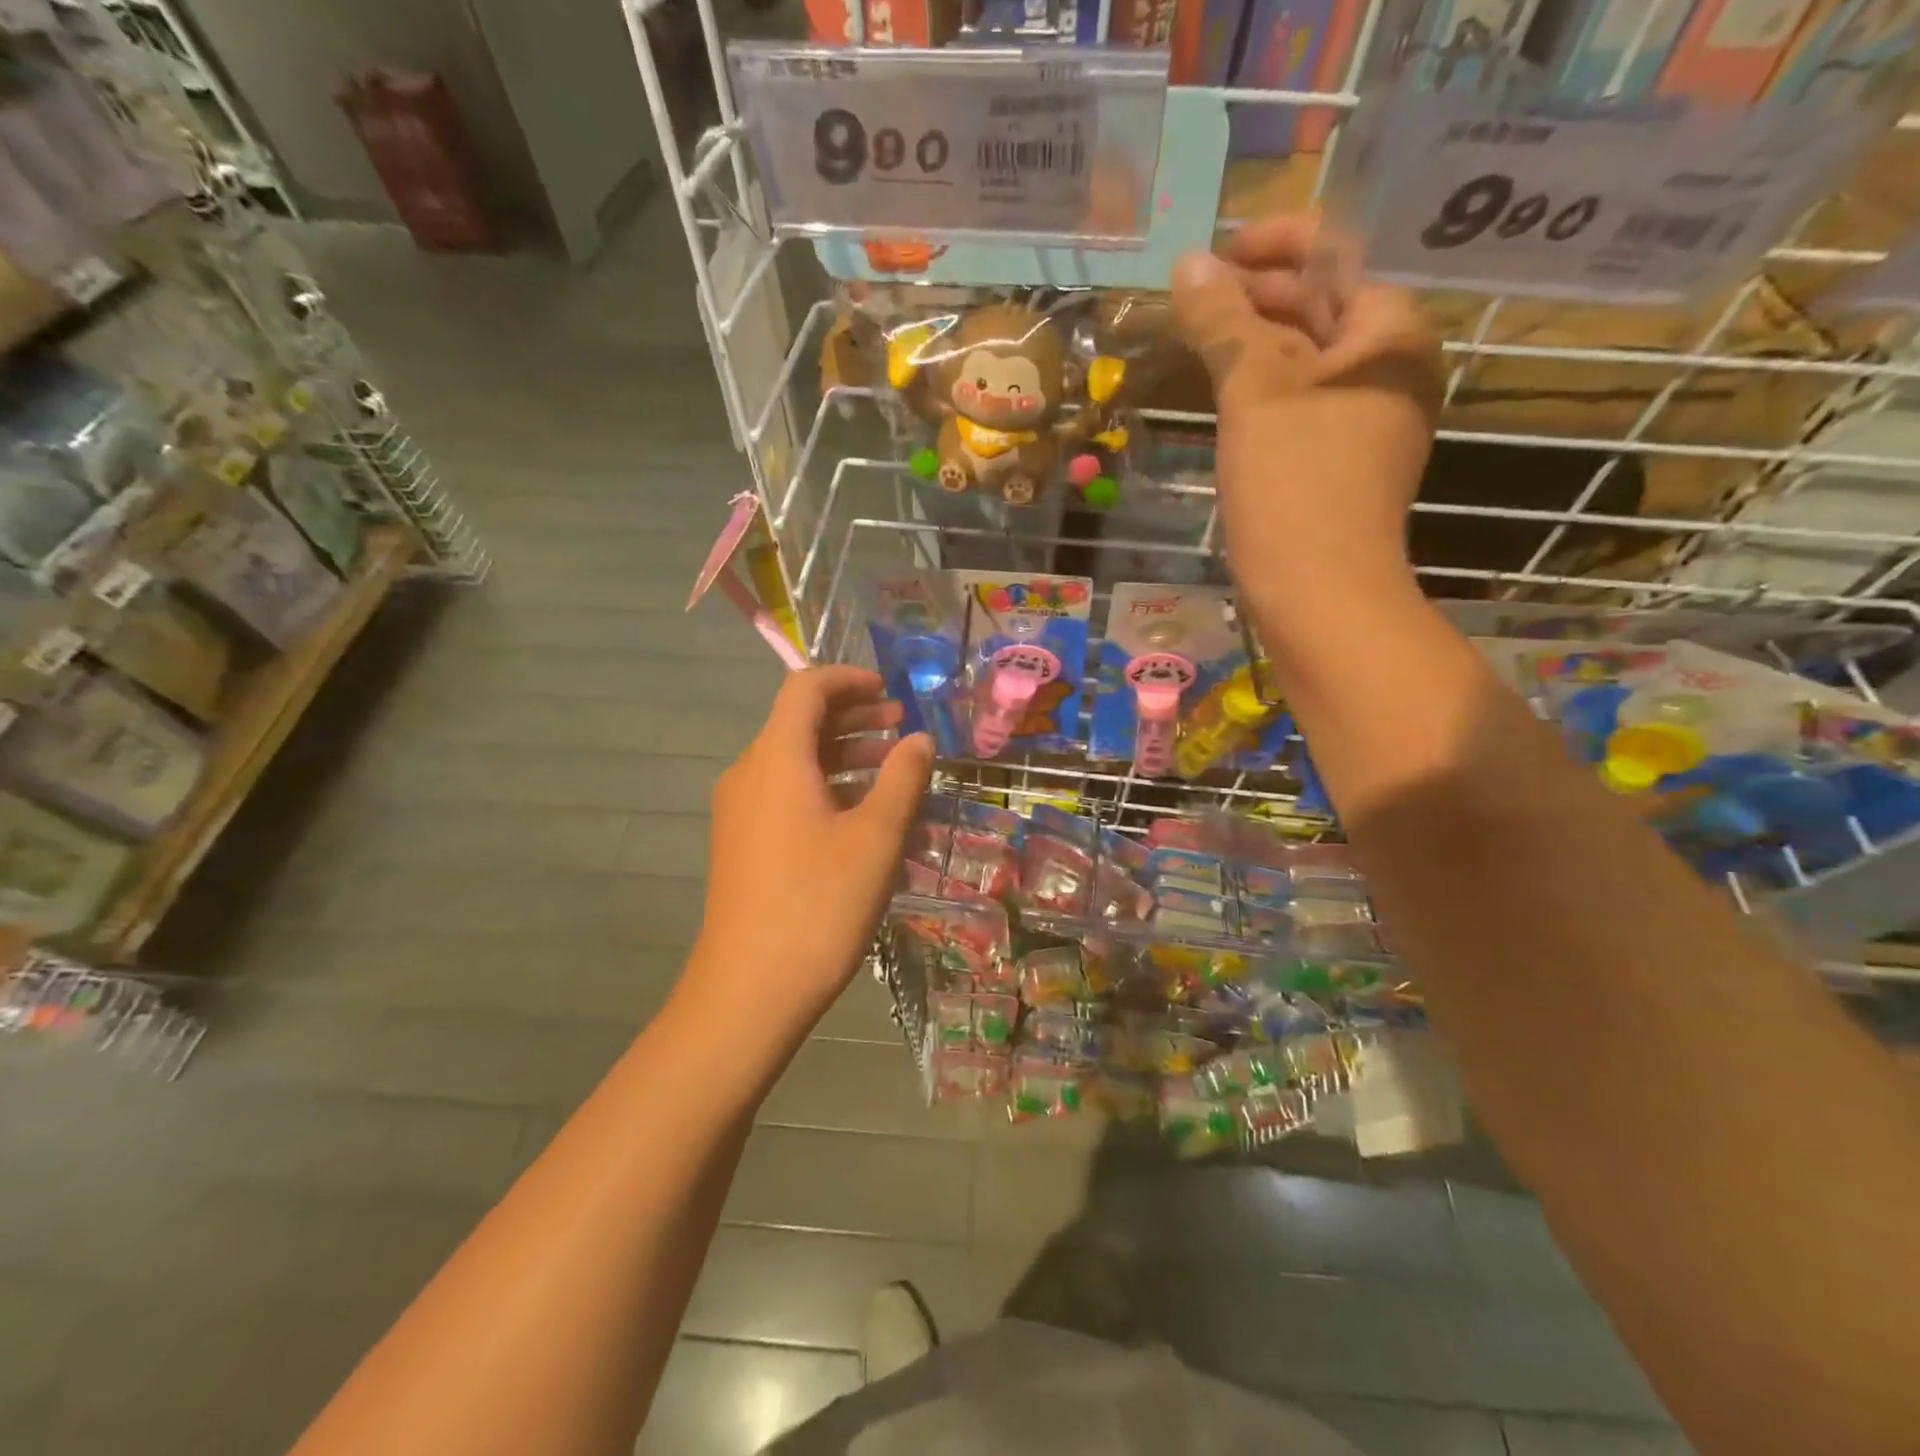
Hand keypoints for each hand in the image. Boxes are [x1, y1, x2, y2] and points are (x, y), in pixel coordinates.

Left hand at [690, 667, 932, 1039]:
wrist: (748, 990)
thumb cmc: (819, 904)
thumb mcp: (876, 838)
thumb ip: (903, 779)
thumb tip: (920, 740)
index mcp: (777, 760)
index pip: (805, 688)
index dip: (849, 679)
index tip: (890, 691)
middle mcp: (749, 774)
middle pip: (798, 721)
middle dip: (852, 716)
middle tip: (900, 727)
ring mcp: (739, 811)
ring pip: (793, 759)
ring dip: (842, 752)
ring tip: (891, 767)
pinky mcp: (741, 842)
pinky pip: (784, 792)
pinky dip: (823, 784)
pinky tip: (860, 813)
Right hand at [1170, 215, 1441, 616]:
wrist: (1318, 592)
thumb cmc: (1294, 483)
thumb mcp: (1254, 391)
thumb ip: (1223, 321)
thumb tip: (1189, 262)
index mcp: (1390, 332)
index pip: (1337, 257)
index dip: (1275, 244)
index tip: (1216, 254)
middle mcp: (1390, 367)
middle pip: (1321, 307)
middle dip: (1256, 296)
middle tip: (1192, 301)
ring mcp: (1367, 418)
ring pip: (1305, 359)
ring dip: (1252, 344)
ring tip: (1196, 340)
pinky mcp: (1339, 460)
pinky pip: (1299, 403)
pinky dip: (1261, 389)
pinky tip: (1221, 393)